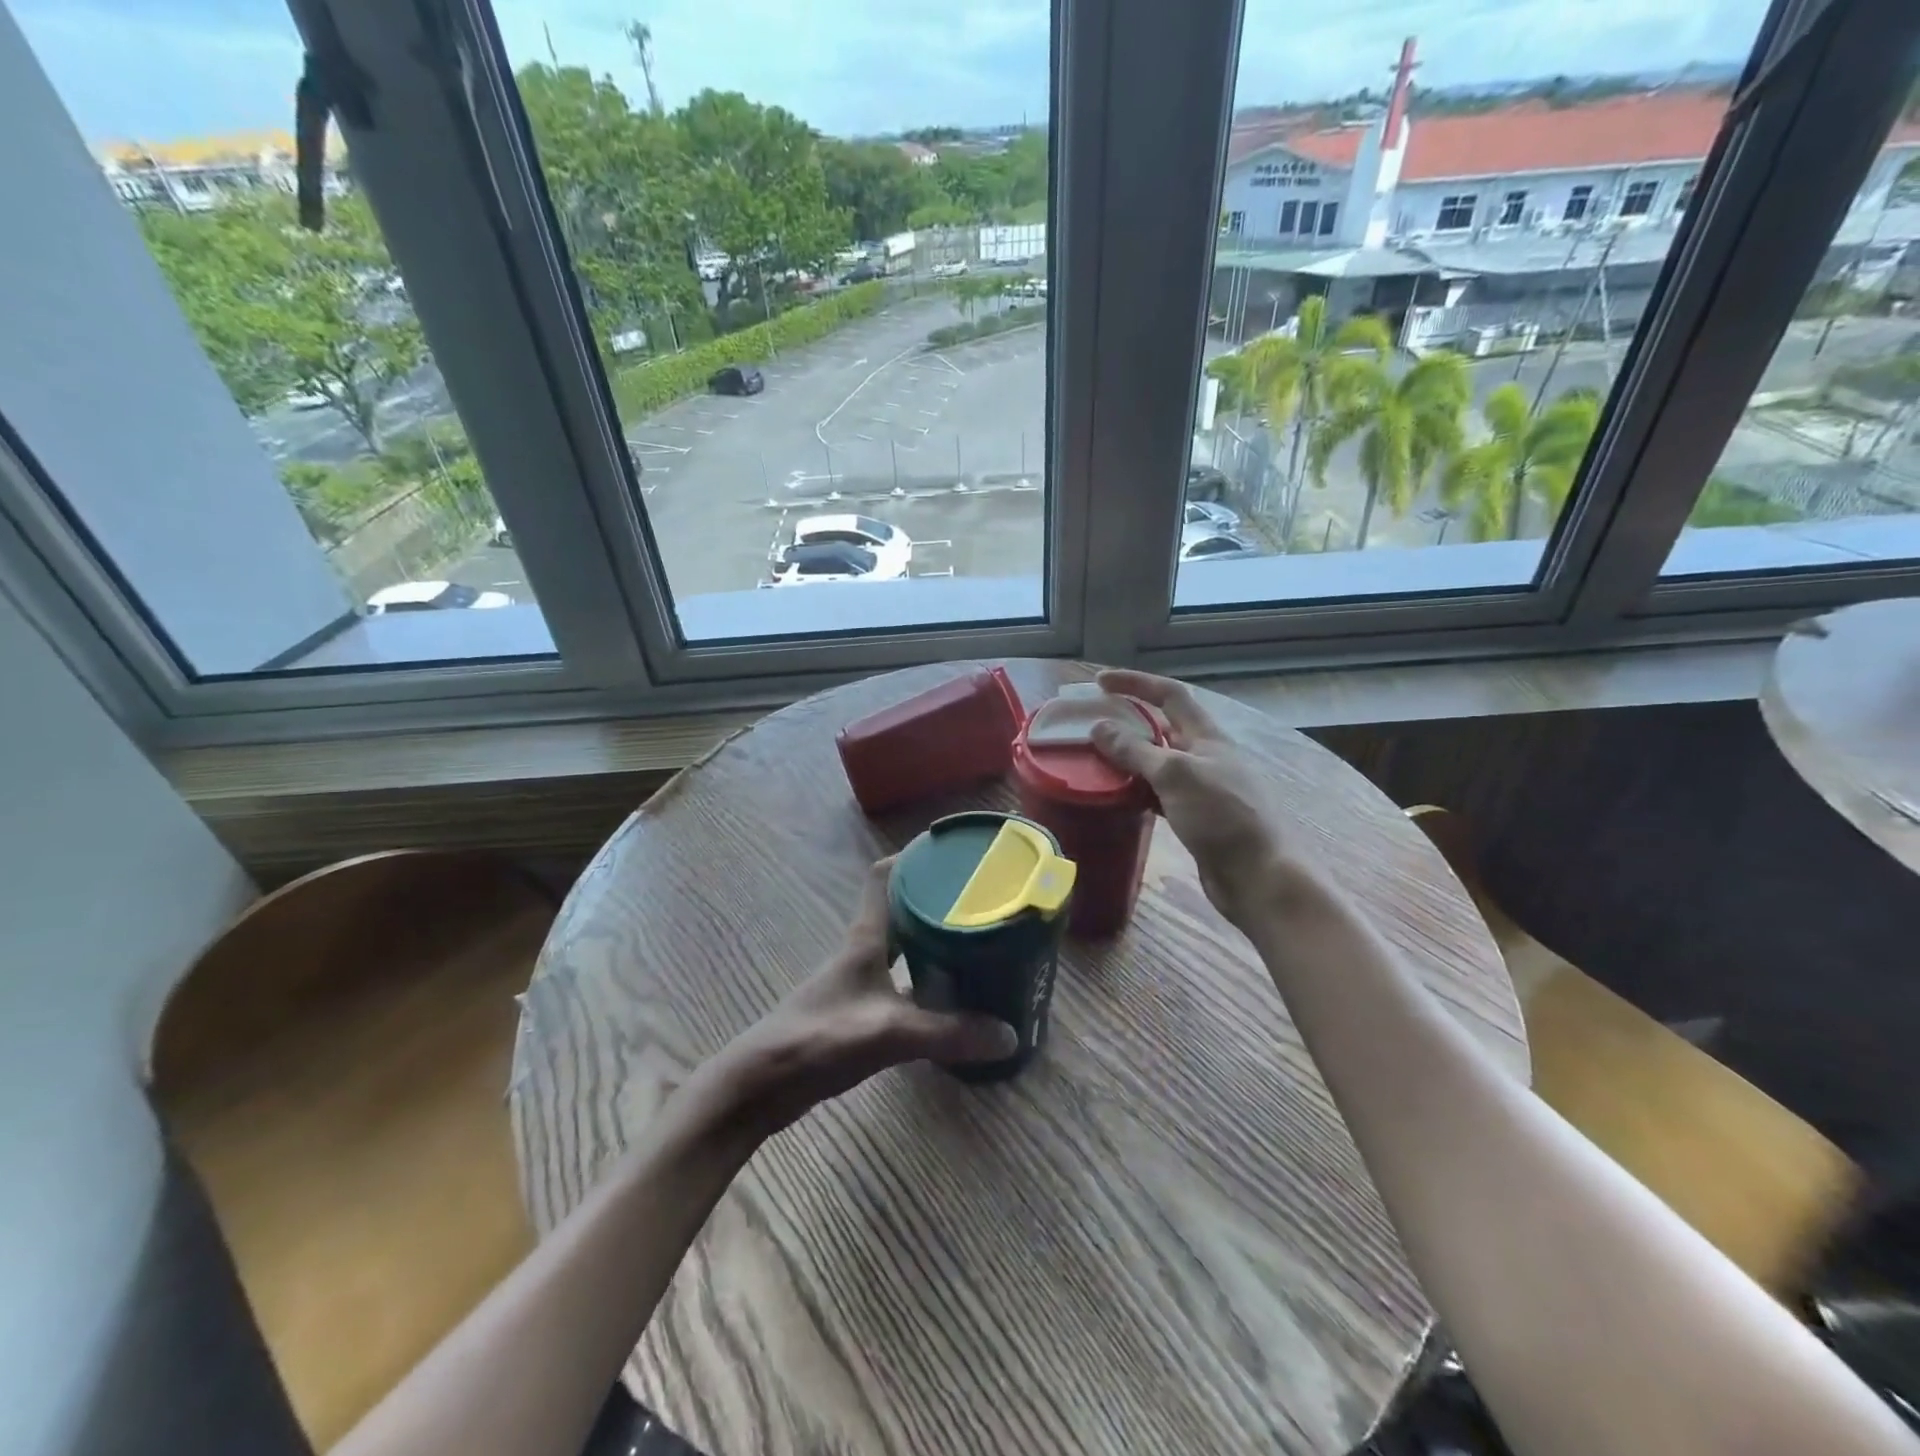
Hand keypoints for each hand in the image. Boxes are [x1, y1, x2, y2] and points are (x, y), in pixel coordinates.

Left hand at [710, 858, 1018, 1135]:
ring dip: (935, 940)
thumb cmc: (819, 1039)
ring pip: (904, 947)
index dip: (913, 857)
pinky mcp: (860, 1010)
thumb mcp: (889, 1033)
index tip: (952, 852)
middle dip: (937, 899)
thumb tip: (1010, 1035)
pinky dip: (928, 981)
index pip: (883, 877)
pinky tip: (954, 997)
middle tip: (982, 900)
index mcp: (865, 937)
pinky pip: (903, 981)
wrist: (762, 1085)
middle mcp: (864, 950)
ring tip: (978, 941)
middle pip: (901, 909)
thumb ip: (948, 1033)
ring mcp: (860, 980)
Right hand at [1090, 669, 1295, 927]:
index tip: (1099, 682)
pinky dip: (1136, 790)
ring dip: (1129, 758)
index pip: (1170, 694)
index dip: (1135, 683)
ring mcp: (1202, 788)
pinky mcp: (1196, 818)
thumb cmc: (1222, 817)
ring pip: (1158, 762)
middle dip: (1127, 721)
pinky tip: (1116, 797)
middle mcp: (1206, 756)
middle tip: (1091, 725)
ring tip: (1094, 760)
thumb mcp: (1175, 775)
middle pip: (1162, 727)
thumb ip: (1135, 750)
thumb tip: (1099, 728)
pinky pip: (1158, 793)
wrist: (1259, 877)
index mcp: (1208, 736)